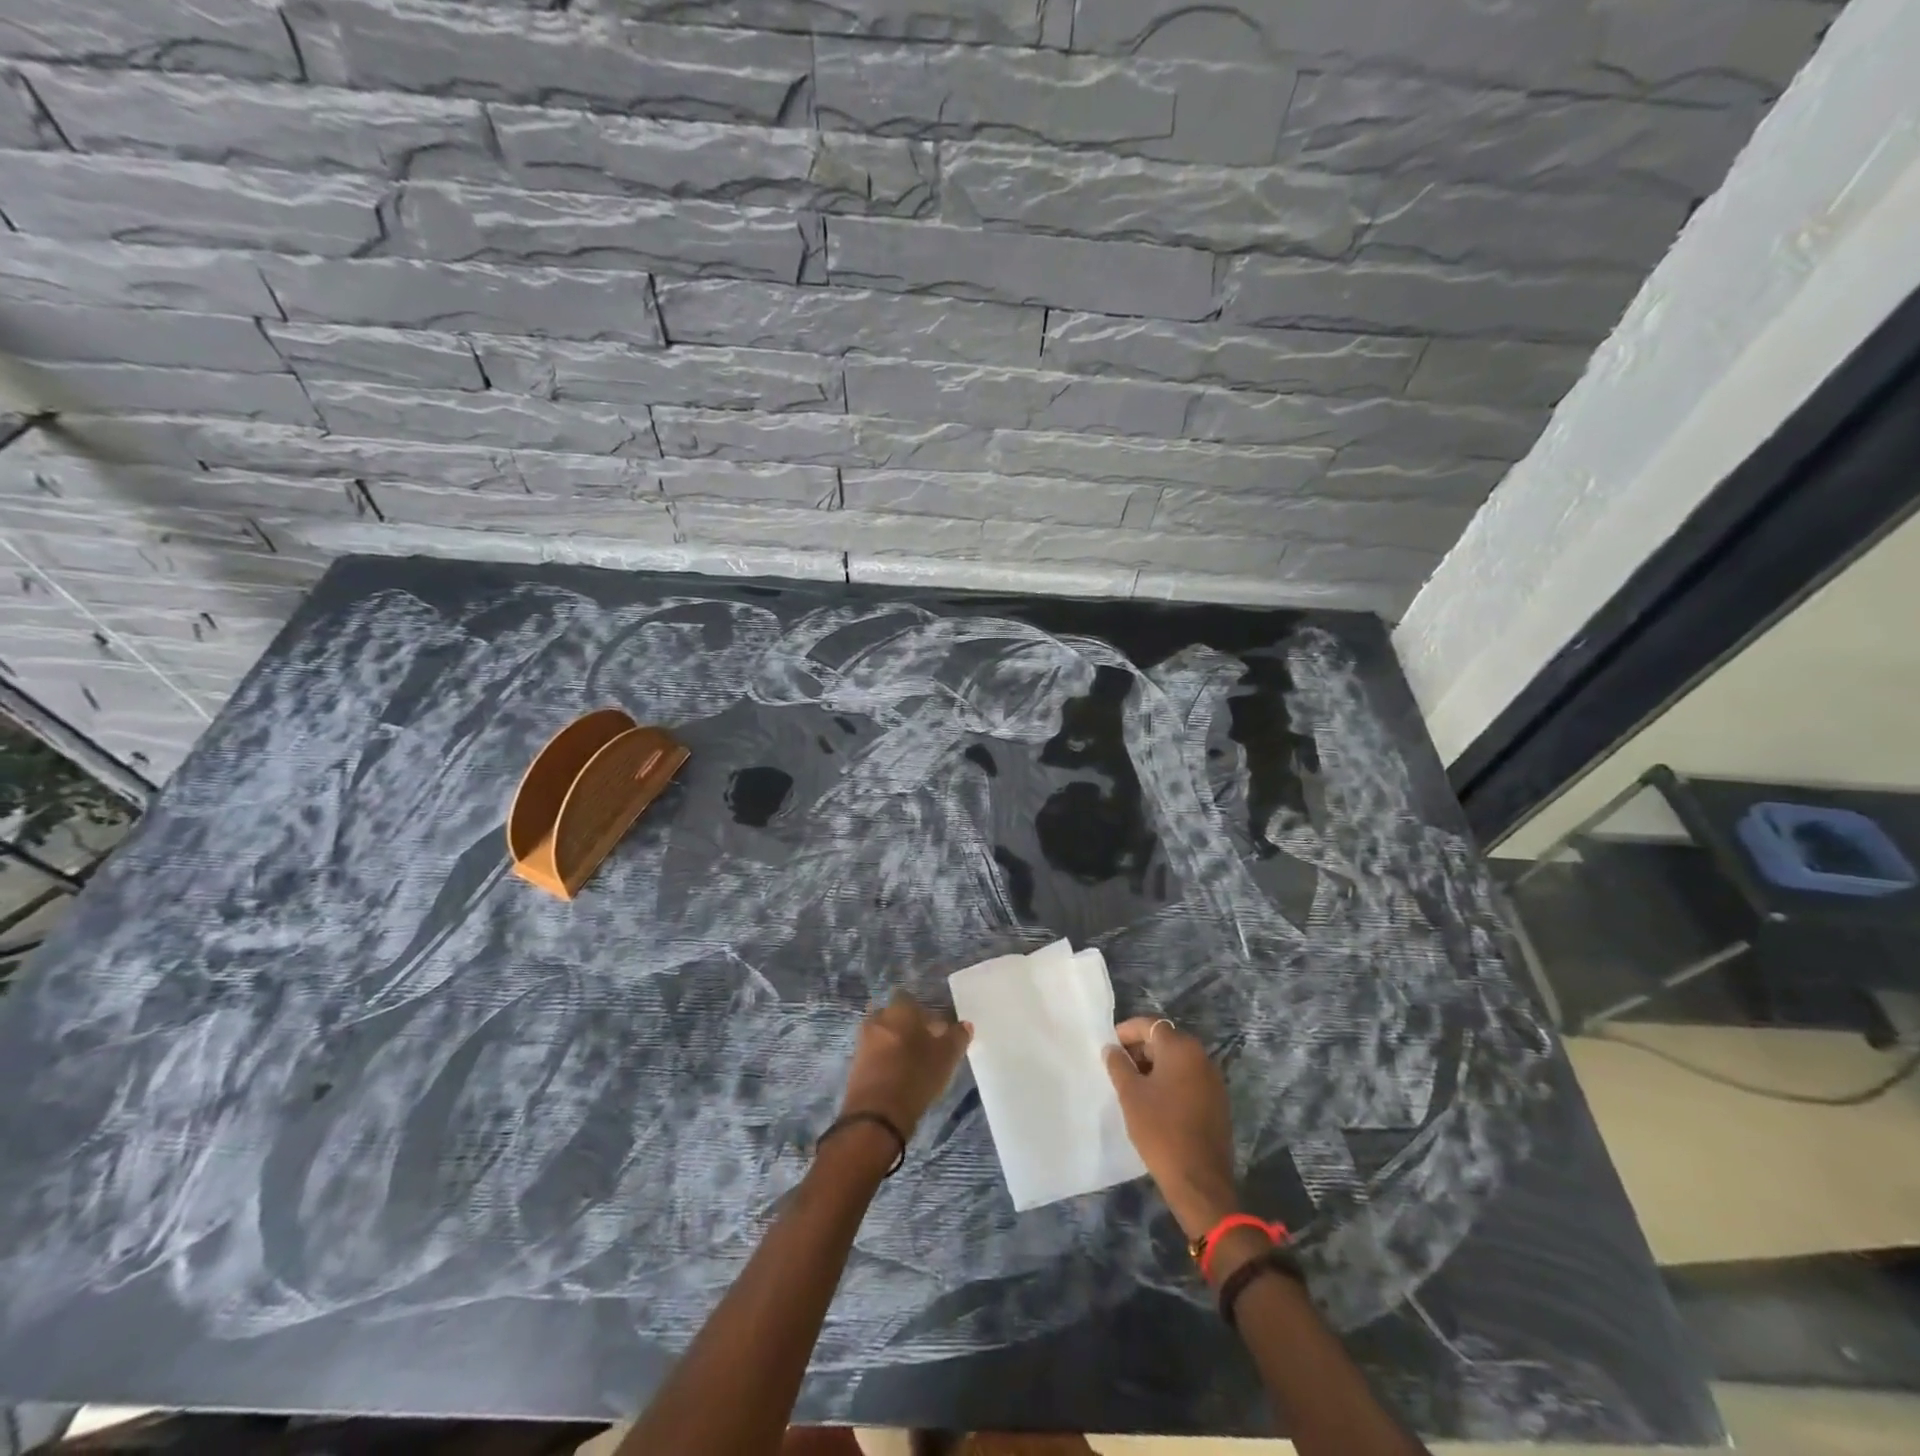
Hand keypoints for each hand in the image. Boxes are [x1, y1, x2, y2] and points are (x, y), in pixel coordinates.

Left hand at [841, 993, 972, 1139]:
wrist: (877, 1114)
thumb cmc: (916, 1075)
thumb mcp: (947, 1056)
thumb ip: (957, 1037)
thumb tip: (965, 1025)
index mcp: (899, 1009)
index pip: (909, 998)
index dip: (922, 1012)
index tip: (935, 1028)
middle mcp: (878, 1019)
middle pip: (893, 1016)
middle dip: (906, 1027)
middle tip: (923, 1045)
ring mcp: (862, 1042)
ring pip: (882, 1035)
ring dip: (894, 1045)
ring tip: (911, 1064)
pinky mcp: (854, 1065)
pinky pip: (873, 1055)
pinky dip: (883, 1061)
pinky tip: (897, 1076)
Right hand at [1105, 1017, 1238, 1239]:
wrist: (1199, 1181)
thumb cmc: (1160, 1130)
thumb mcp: (1130, 1095)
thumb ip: (1118, 1065)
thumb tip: (1112, 1049)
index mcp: (1181, 1049)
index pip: (1150, 1025)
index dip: (1127, 1031)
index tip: (1109, 1046)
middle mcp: (1201, 1057)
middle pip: (1165, 1040)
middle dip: (1140, 1049)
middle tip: (1118, 1066)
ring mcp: (1213, 1080)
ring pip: (1178, 1061)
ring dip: (1154, 1066)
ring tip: (1132, 1085)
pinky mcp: (1217, 1101)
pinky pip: (1189, 1079)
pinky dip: (1170, 1081)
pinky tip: (1154, 1101)